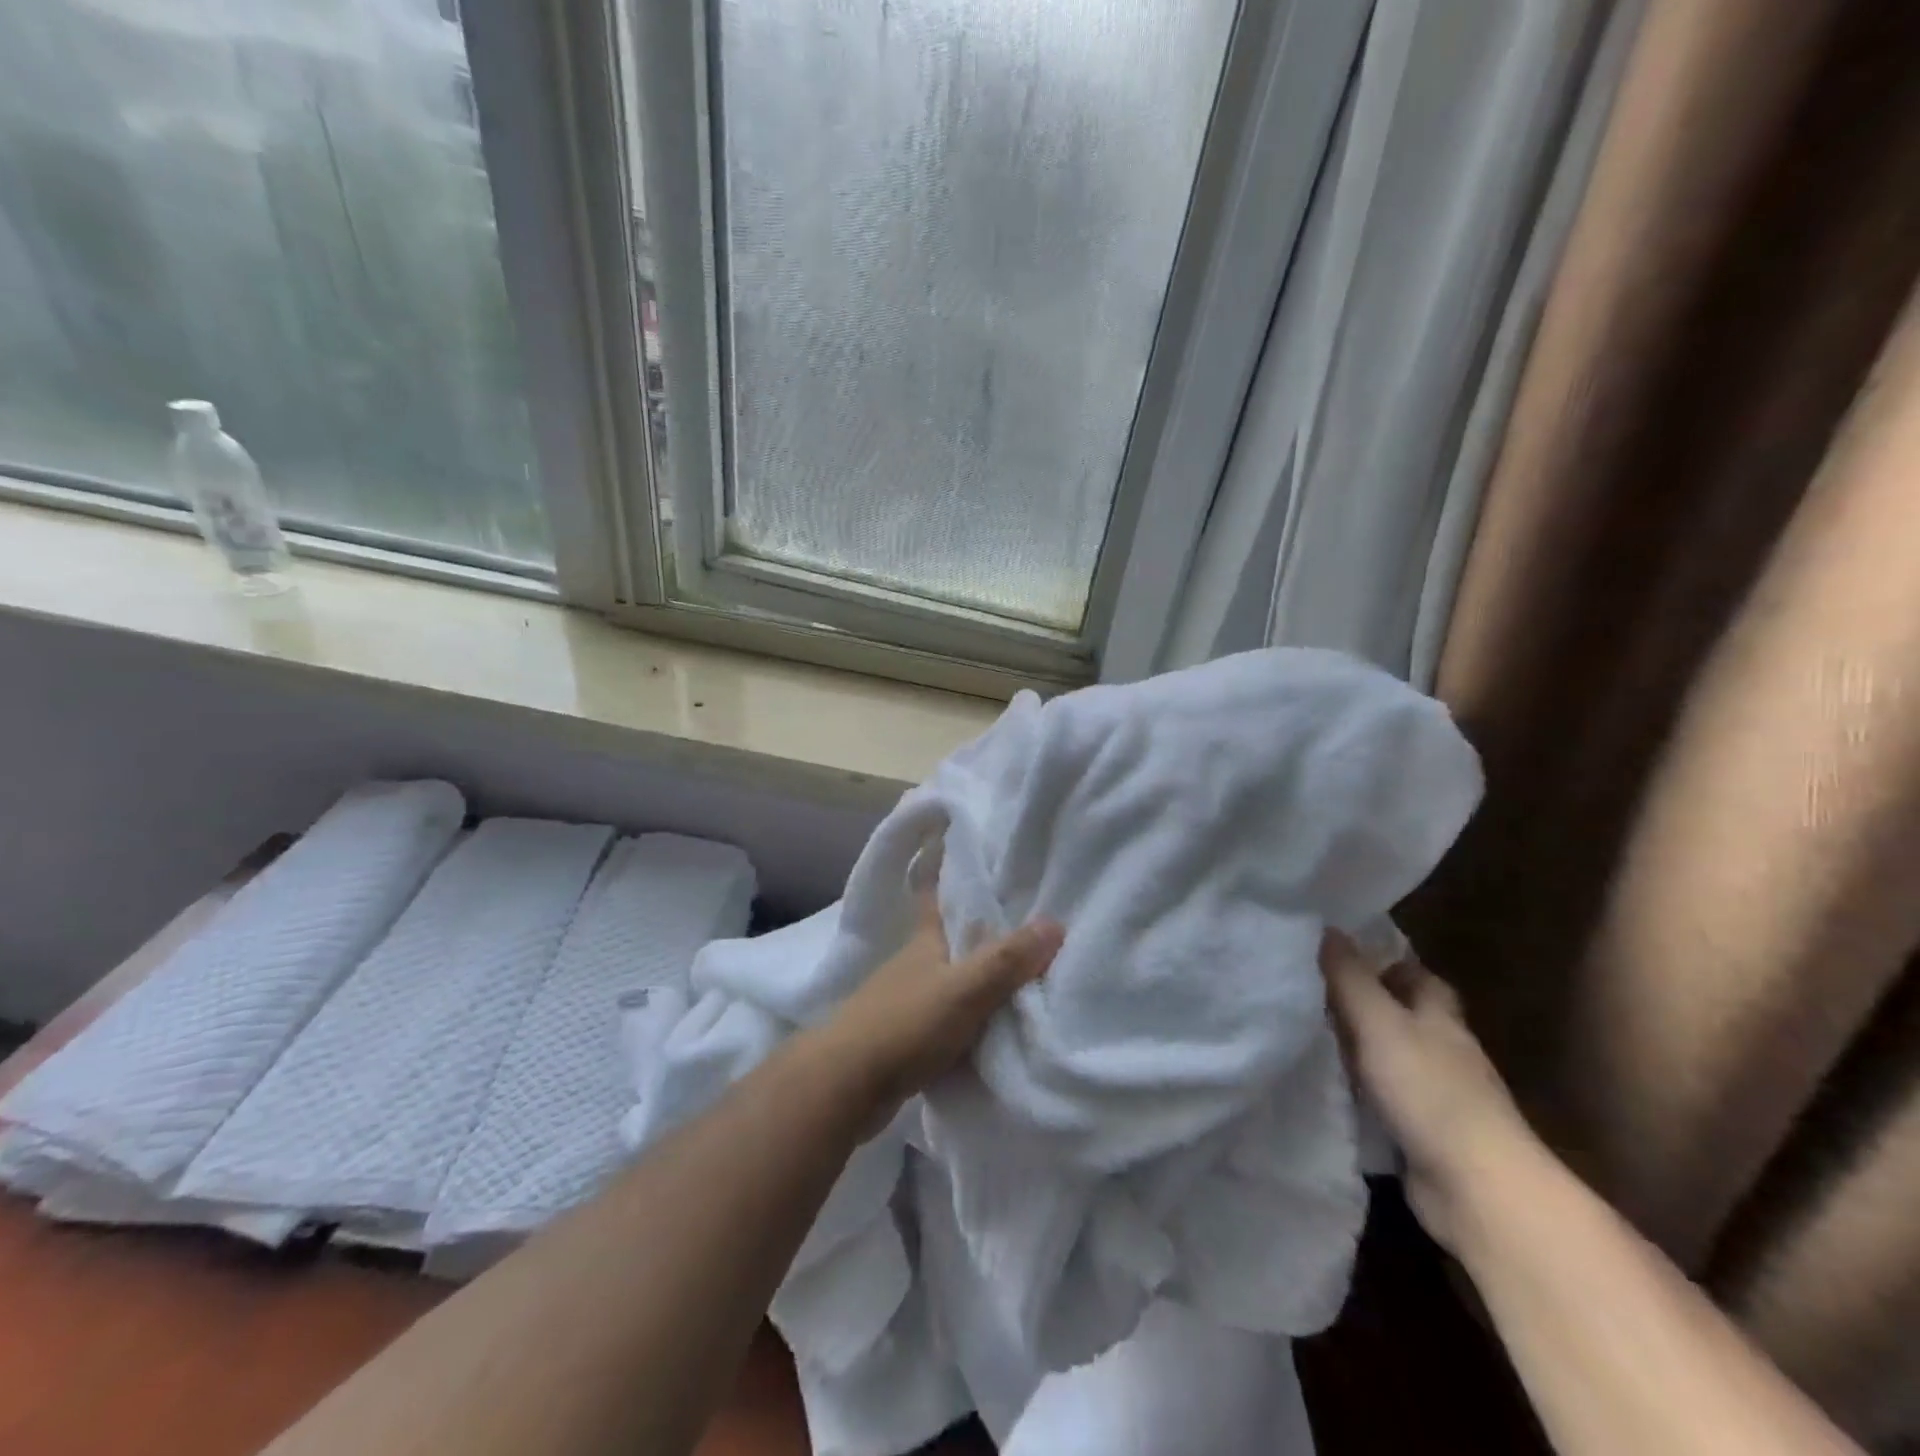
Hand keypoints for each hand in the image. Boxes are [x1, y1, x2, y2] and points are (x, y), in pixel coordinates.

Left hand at [821, 890, 1063, 1128]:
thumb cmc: (905, 1025)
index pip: (936, 897)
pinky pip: (945, 1019)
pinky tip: (990, 1028)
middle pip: (949, 940)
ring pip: (948, 980)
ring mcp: (904, 1002)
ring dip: (975, 978)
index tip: (963, 852)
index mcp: (925, 942)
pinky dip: (966, 1019)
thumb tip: (1055, 923)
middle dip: (978, 931)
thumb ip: (1007, 960)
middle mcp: (914, 965)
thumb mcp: (964, 989)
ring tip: (1017, 976)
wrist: (844, 1087)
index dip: (946, 873)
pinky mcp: (903, 1039)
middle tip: (1021, 922)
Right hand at [1322, 931, 1535, 1252]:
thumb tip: (1326, 928)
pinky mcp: (1423, 1135)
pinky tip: (1324, 1086)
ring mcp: (1436, 1096)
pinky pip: (1382, 1099)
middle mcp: (1443, 1051)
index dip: (1384, 962)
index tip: (1340, 955)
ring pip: (1389, 1058)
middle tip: (1310, 993)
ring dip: (1357, 1049)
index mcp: (1439, 1017)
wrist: (1476, 1189)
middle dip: (1364, 1005)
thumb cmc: (1429, 1090)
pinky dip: (1358, 1091)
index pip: (1417, 976)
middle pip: (1403, 1017)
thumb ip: (1350, 978)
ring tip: (1304, 1034)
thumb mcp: (1379, 1022)